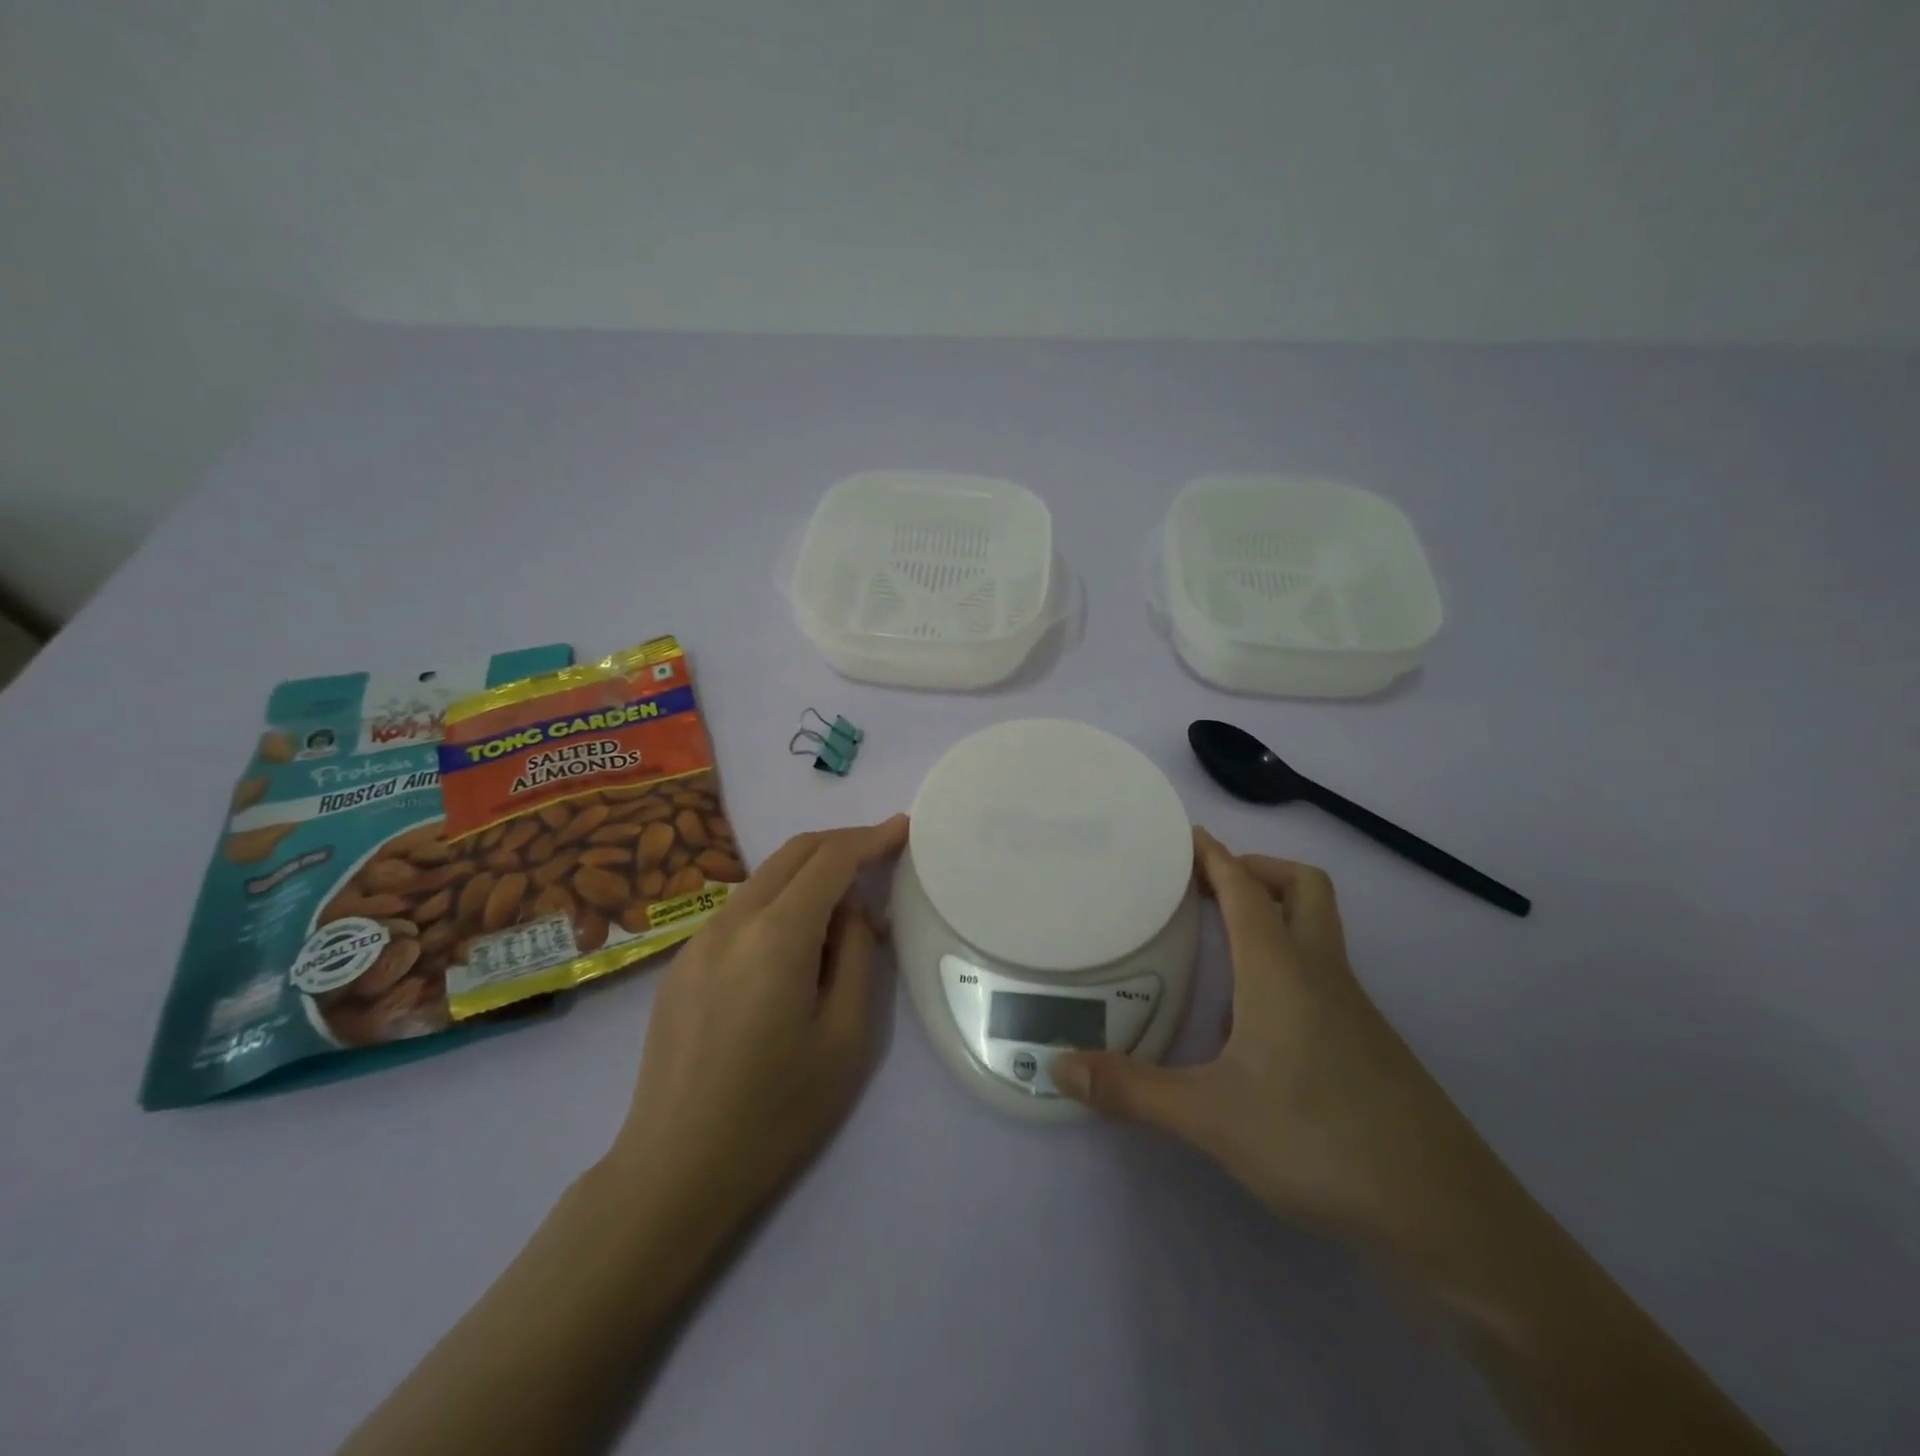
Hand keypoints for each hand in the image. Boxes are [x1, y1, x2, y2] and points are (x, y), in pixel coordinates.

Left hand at [603, 815, 908, 1231]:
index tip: (903, 828)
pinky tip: (798, 942)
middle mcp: (731, 921)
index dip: (871, 838)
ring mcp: (699, 940)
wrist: (675, 1170)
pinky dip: (780, 901)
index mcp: (776, 936)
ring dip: (810, 872)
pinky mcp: (682, 963)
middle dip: (841, 843)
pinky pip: (742, 909)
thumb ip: (858, 957)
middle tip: (881, 854)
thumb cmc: (776, 1111)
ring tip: (846, 906)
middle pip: (793, 853)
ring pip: (764, 878)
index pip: (830, 859)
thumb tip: (853, 912)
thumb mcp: (846, 1038)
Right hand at [1052, 828, 1481, 1248]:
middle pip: (1302, 888)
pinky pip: (1321, 979)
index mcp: (1281, 969)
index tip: (1183, 835)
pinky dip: (1286, 970)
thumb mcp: (1210, 1117)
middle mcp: (1321, 974)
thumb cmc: (1319, 1141)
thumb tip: (1059, 1067)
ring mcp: (1353, 1010)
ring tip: (1218, 952)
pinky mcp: (1368, 1045)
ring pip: (1317, 933)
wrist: (1446, 1215)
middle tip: (1207, 888)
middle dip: (1256, 871)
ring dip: (1273, 919)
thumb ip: (1131, 1090)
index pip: (1245, 888)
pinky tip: (1251, 1030)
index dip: (1213, 855)